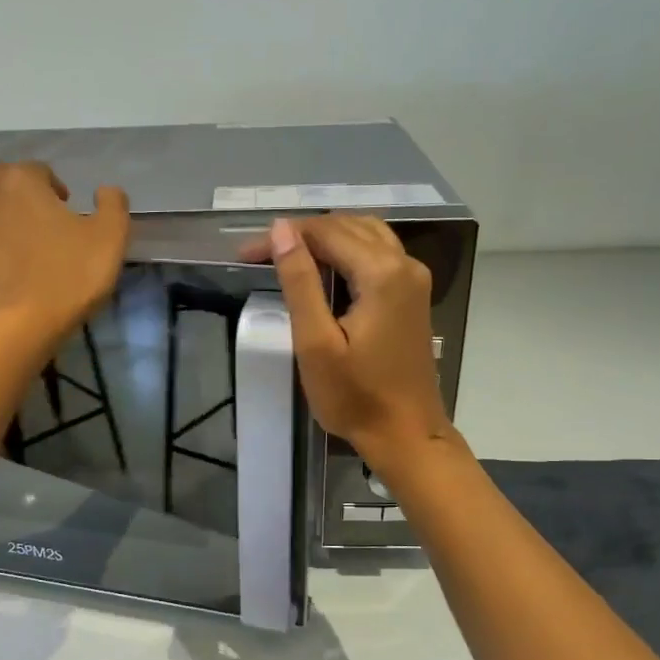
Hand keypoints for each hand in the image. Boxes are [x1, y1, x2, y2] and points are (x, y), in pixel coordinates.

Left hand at [0, 162, 130, 347]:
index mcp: (25, 180)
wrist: (19, 326)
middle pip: (0, 176)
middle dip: (17, 191)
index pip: (41, 171)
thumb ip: (112, 205)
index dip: (55, 190)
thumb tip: (105, 190)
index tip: (66, 216)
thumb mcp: (110, 240)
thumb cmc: (68, 279)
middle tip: (35, 222)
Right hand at [246, 215, 453, 468]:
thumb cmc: (355, 396)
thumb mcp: (316, 343)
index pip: (325, 232)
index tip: (245, 255)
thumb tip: (281, 230)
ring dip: (325, 238)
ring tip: (287, 258)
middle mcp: (404, 264)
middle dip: (302, 234)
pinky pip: (378, 253)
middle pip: (347, 225)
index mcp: (382, 273)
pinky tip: (323, 270)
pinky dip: (347, 251)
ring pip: (366, 234)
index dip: (282, 237)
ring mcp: (414, 278)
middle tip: (260, 256)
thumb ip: (299, 282)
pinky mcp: (414, 294)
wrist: (405, 434)